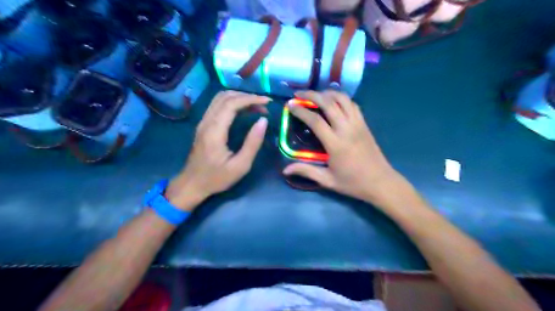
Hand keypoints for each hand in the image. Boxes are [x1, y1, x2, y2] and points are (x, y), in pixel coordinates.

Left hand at [166, 91, 269, 209]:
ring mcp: (203, 122)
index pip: (232, 104)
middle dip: (247, 97)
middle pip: (226, 97)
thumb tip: (263, 121)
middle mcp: (207, 121)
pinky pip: (218, 105)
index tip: (267, 102)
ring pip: (220, 99)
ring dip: (240, 98)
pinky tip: (244, 111)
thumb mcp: (240, 166)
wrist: (191, 184)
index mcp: (215, 130)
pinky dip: (233, 103)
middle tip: (264, 106)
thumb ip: (252, 143)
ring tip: (256, 107)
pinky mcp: (204, 125)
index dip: (251, 99)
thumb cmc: (217, 178)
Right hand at [283, 89, 403, 206]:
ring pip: (343, 99)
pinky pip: (353, 104)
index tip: (290, 105)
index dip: (301, 111)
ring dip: (327, 93)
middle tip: (299, 94)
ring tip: (316, 95)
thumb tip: (285, 170)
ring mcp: (358, 124)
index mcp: (336, 144)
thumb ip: (306, 171)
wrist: (380, 182)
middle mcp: (347, 129)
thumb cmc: (353, 183)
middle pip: (329, 103)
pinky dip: (341, 98)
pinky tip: (333, 102)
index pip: (315, 121)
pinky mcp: (364, 124)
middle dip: (312, 95)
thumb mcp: (327, 180)